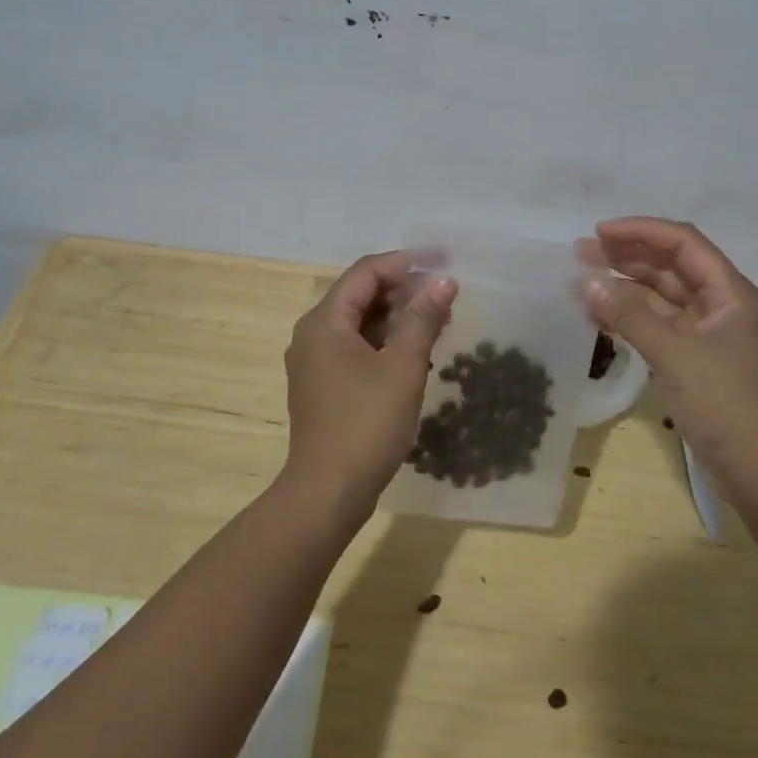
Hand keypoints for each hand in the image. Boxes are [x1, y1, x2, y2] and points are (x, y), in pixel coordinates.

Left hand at [281, 251, 456, 518]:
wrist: (328, 493)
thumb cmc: (366, 424)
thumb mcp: (403, 366)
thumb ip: (423, 319)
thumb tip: (444, 282)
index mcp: (324, 322)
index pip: (365, 273)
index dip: (404, 263)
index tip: (441, 263)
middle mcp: (312, 334)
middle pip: (360, 295)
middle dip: (403, 291)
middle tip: (444, 295)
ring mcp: (315, 362)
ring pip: (359, 323)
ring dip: (397, 317)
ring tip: (438, 321)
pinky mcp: (323, 385)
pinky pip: (355, 347)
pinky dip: (384, 342)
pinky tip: (416, 351)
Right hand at [578, 217, 757, 517]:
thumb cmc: (726, 403)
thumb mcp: (676, 353)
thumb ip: (629, 314)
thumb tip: (585, 280)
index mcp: (729, 292)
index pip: (683, 243)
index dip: (641, 231)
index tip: (599, 233)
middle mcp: (719, 306)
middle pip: (669, 266)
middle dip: (627, 256)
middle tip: (581, 254)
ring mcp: (706, 335)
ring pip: (660, 297)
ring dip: (623, 288)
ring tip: (581, 283)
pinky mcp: (693, 361)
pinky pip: (656, 327)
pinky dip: (628, 319)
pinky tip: (597, 318)